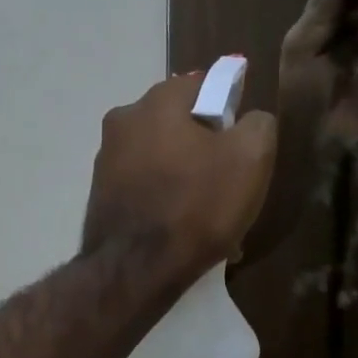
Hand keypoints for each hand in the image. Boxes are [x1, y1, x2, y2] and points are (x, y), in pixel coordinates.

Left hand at [81, 71, 276, 279]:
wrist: (136, 271)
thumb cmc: (197, 206)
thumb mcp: (250, 158)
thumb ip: (258, 124)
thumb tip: (249, 121)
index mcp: (157, 101)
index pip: (203, 86)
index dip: (229, 112)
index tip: (242, 147)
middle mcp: (123, 122)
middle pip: (179, 127)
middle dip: (205, 151)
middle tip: (228, 187)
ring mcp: (105, 162)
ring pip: (162, 162)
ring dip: (186, 183)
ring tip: (207, 220)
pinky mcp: (99, 198)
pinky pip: (144, 192)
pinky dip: (164, 205)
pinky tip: (182, 234)